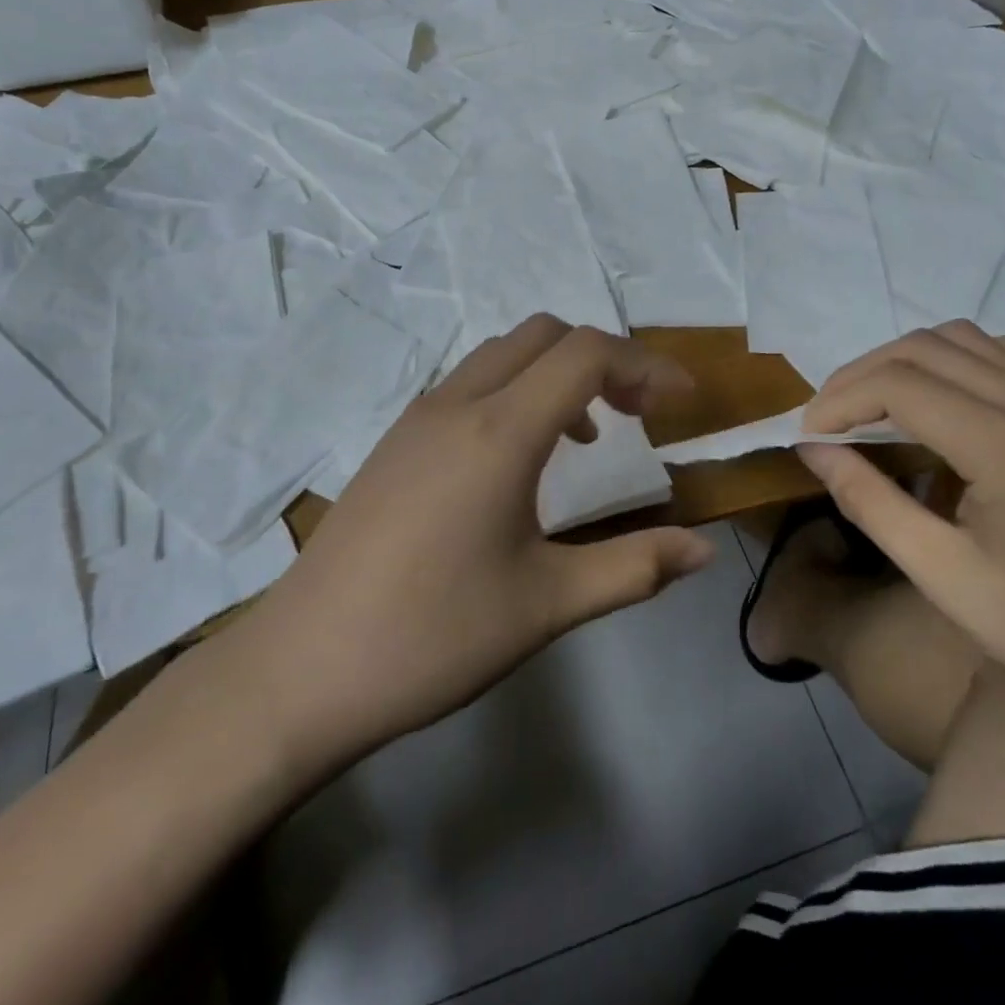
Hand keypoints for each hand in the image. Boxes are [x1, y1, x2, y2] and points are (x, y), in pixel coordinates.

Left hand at [246, 316, 717, 749]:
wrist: (301, 670)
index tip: (684, 400)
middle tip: (638, 414)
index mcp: (499, 432)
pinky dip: (516, 391)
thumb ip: (634, 567)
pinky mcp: (394, 442)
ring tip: (588, 436)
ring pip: (502, 354)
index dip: (646, 365)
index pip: (587, 355)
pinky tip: (520, 461)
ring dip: (556, 373)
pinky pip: (469, 383)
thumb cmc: (433, 636)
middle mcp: (457, 405)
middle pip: (544, 335)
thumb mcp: (547, 605)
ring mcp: (418, 419)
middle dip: (604, 359)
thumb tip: (703, 551)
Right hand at [799, 324, 1004, 729]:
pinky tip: (938, 397)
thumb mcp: (939, 574)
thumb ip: (869, 501)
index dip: (840, 400)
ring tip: (870, 403)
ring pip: (965, 338)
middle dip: (861, 374)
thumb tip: (813, 449)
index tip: (806, 434)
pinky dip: (954, 358)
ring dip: (904, 359)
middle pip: (926, 348)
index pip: (901, 384)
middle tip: (827, 419)